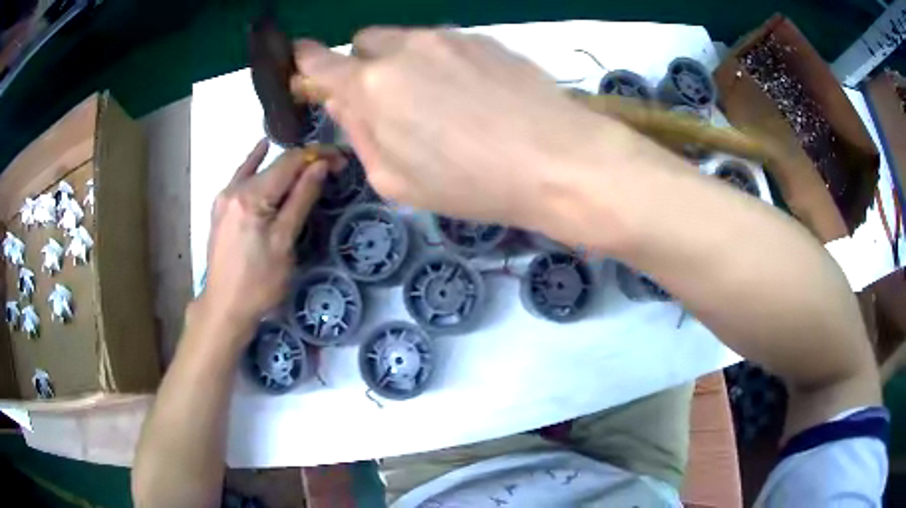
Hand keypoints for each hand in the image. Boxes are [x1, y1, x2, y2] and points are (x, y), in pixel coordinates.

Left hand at [199, 140, 332, 331]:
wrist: (225, 307)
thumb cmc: (259, 283)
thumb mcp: (284, 242)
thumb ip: (301, 199)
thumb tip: (321, 166)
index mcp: (252, 196)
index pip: (290, 162)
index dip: (317, 156)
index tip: (341, 159)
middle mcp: (235, 188)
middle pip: (275, 164)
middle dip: (305, 161)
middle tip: (332, 166)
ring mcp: (224, 197)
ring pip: (260, 170)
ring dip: (285, 165)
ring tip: (309, 163)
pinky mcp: (220, 208)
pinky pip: (241, 176)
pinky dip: (254, 163)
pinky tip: (262, 148)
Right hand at [292, 28, 616, 228]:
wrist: (557, 161)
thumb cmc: (472, 184)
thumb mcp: (397, 180)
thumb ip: (360, 134)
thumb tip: (343, 102)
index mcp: (374, 86)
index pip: (322, 61)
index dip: (306, 61)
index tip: (302, 62)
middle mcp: (405, 49)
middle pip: (364, 42)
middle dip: (364, 65)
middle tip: (389, 99)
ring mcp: (448, 38)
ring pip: (405, 40)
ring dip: (404, 63)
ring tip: (441, 102)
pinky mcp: (483, 38)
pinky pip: (444, 44)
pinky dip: (442, 62)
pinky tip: (472, 95)